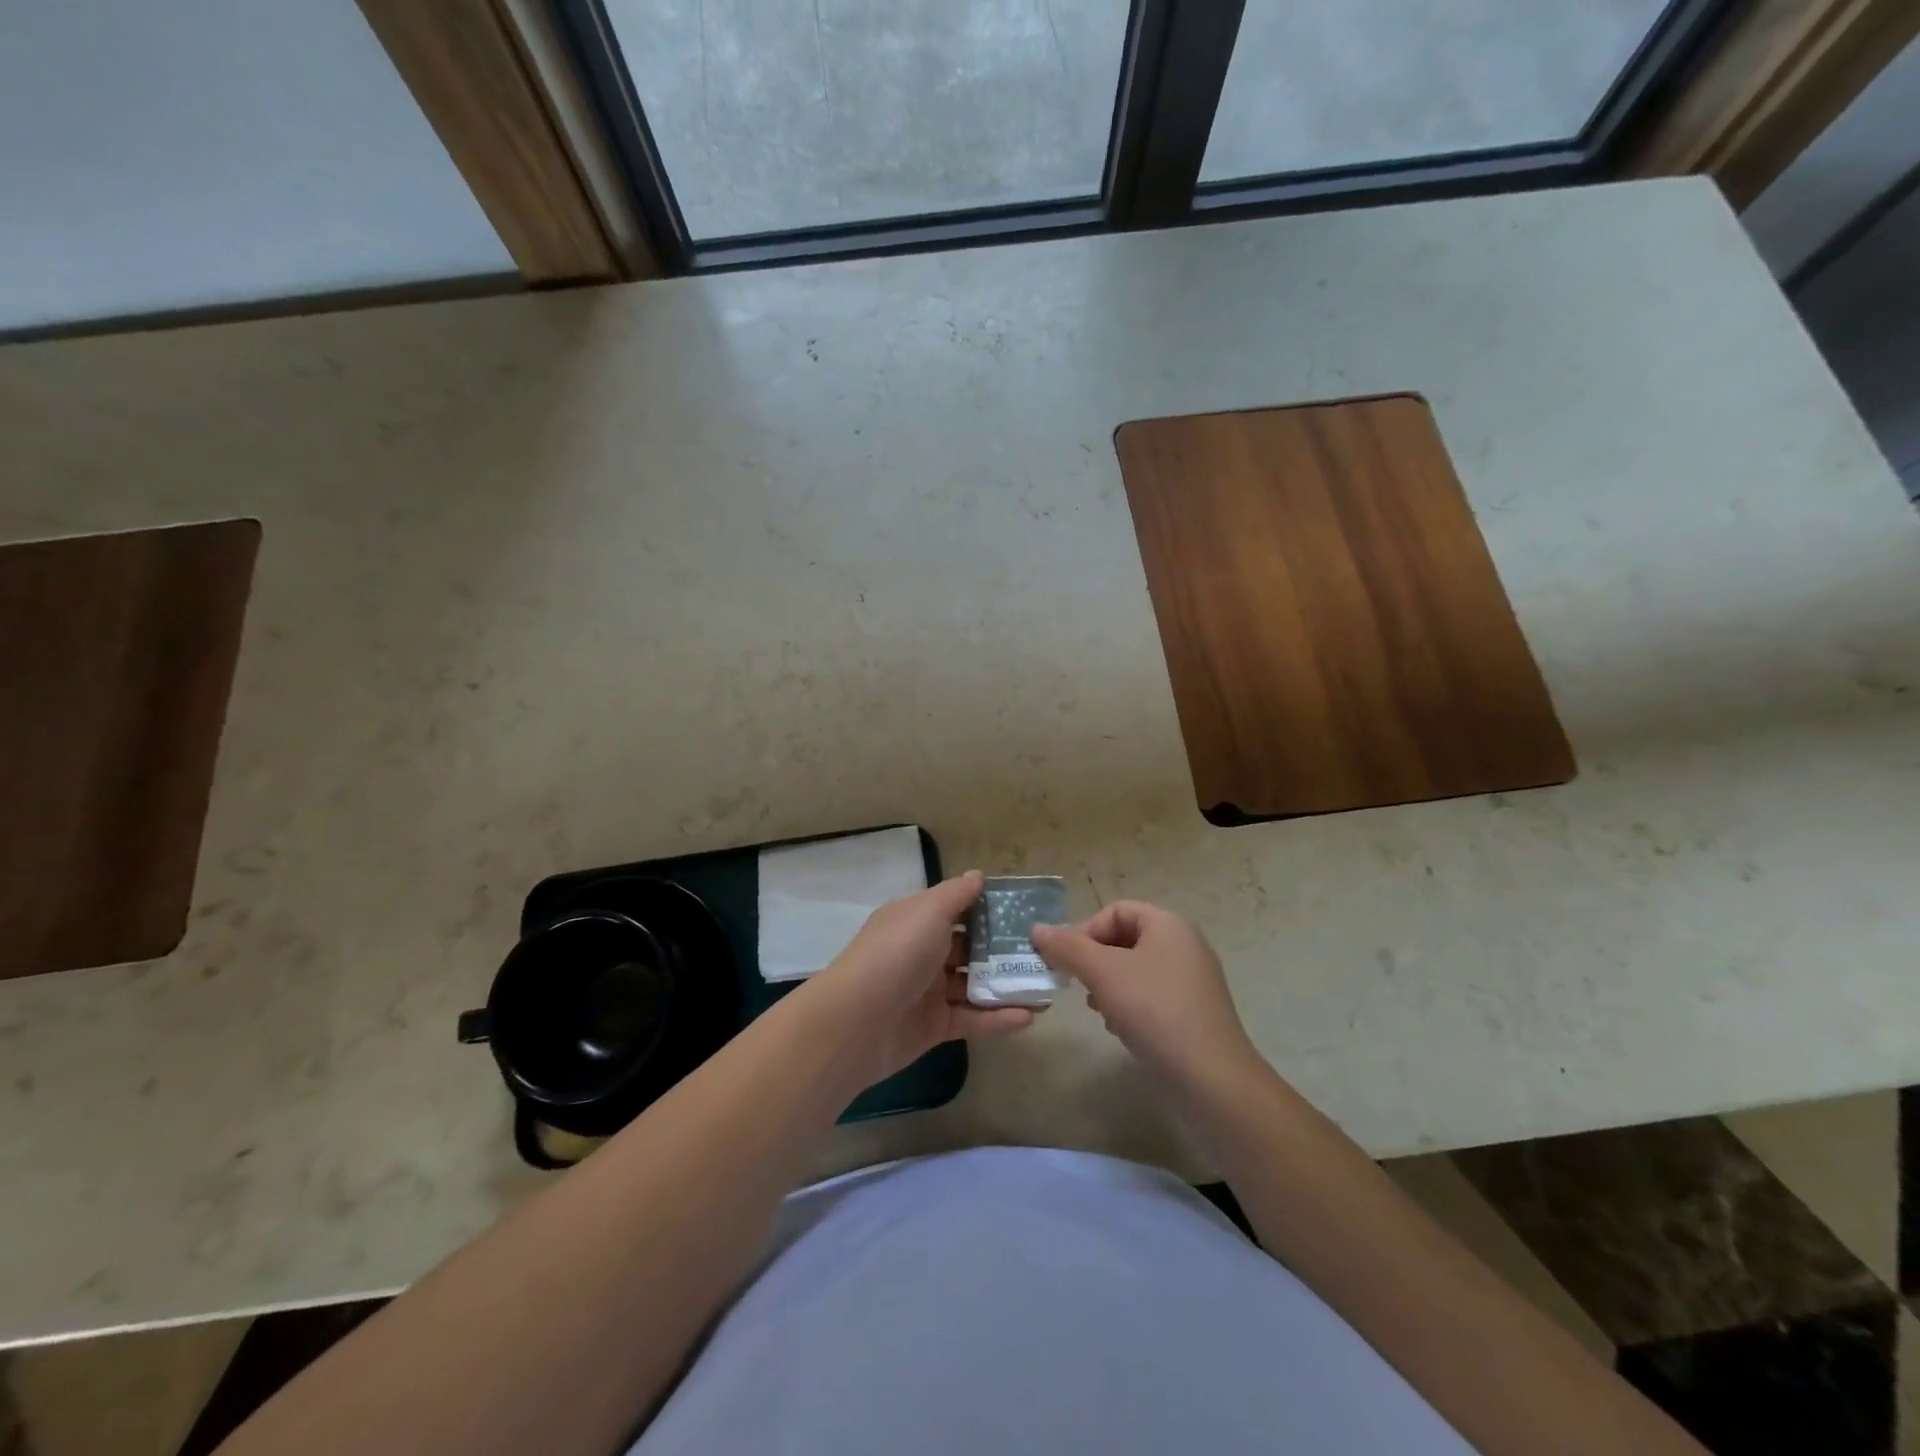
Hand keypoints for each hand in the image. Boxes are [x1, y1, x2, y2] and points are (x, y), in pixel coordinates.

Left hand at [800, 872, 1036, 1086]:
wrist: (855, 1023)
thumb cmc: (896, 954)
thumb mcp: (928, 912)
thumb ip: (957, 894)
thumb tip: (978, 875)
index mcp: (916, 920)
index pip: (957, 909)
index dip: (988, 908)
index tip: (1025, 911)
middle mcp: (922, 952)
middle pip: (969, 948)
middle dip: (1003, 950)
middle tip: (1045, 951)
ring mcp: (928, 991)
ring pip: (974, 985)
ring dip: (1006, 985)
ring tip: (1046, 986)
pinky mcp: (934, 1027)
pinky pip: (972, 1019)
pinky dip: (999, 1018)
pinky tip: (1030, 1017)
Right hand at [1032, 901, 1261, 1090]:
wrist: (1211, 1080)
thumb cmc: (1155, 1012)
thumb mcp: (1104, 973)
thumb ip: (1068, 948)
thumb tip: (1038, 929)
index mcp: (1169, 925)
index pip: (1116, 911)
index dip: (1086, 931)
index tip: (1067, 963)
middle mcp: (1185, 945)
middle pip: (1125, 939)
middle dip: (1095, 961)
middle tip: (1078, 987)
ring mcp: (1192, 981)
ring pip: (1135, 970)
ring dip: (1108, 986)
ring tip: (1097, 1010)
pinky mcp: (1194, 1013)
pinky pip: (1152, 996)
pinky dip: (1130, 1006)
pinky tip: (1119, 1029)